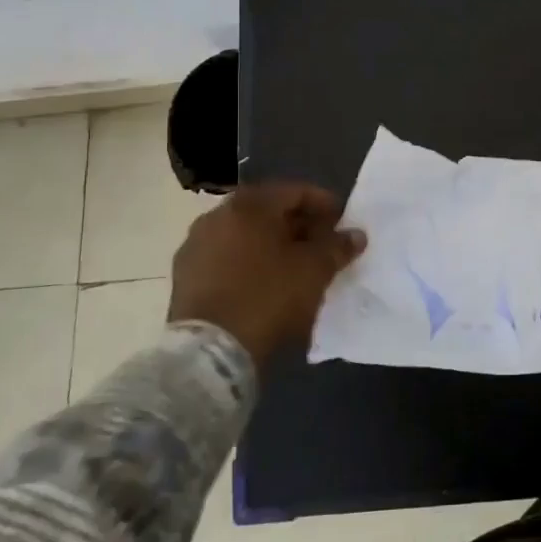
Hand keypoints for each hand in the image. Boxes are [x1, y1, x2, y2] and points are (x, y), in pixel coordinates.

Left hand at [167, 183, 365, 366]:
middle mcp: (217, 216)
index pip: (294, 191)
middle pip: (267, 211)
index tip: (342, 221)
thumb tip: (355, 235)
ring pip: (245, 235)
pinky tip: (266, 282)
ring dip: (272, 244)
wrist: (210, 350)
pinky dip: (250, 262)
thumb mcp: (315, 270)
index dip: (323, 204)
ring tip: (296, 266)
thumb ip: (338, 247)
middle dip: (298, 224)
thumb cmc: (268, 296)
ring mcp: (196, 245)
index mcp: (249, 205)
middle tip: (322, 243)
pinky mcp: (184, 276)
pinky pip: (227, 257)